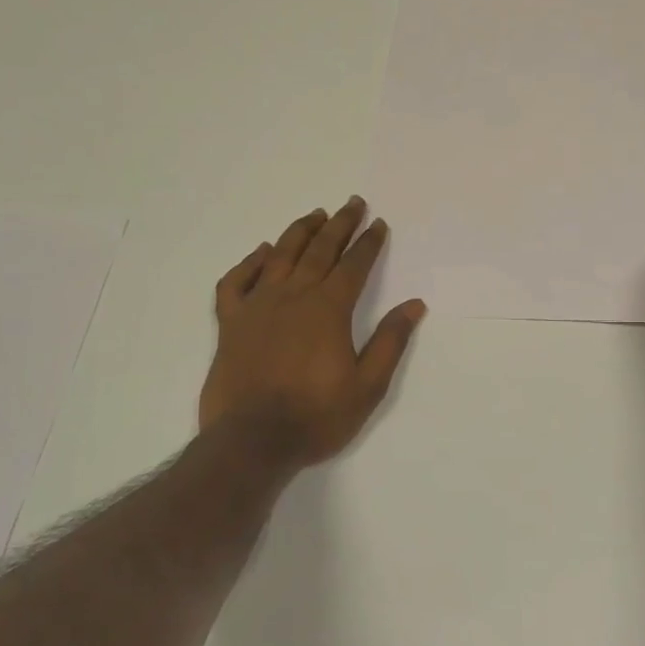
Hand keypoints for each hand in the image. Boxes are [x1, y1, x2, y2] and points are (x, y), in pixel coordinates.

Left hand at [199, 197, 425, 467]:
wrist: (251, 442)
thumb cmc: (316, 417)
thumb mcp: (368, 386)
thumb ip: (390, 342)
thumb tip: (413, 305)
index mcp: (328, 310)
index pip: (354, 266)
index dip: (368, 243)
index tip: (378, 223)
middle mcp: (293, 297)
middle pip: (319, 251)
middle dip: (339, 225)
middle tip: (352, 203)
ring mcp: (258, 307)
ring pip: (280, 257)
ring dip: (300, 232)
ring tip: (316, 215)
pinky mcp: (231, 323)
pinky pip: (236, 282)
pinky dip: (250, 263)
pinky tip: (263, 253)